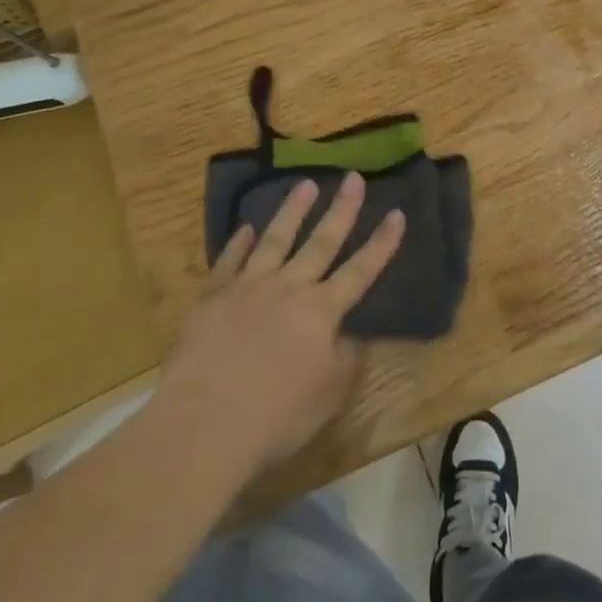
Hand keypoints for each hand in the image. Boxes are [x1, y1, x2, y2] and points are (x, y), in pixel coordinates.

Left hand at [156, 173, 404, 468]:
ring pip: (275, 240)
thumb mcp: (329, 394)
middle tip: (353, 178)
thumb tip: (349, 334)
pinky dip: (238, 244)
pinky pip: (228, 263)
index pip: (361, 270)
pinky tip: (244, 228)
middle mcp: (289, 289)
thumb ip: (344, 358)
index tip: (396, 212)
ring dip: (292, 211)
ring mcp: (247, 289)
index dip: (381, 243)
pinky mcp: (211, 299)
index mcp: (322, 311)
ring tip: (305, 184)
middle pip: (321, 242)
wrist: (204, 423)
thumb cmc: (277, 415)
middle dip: (342, 209)